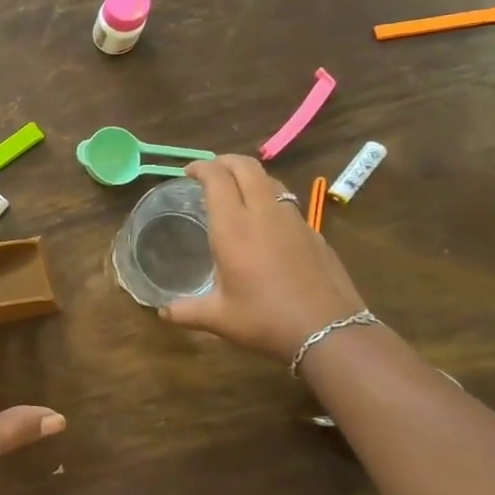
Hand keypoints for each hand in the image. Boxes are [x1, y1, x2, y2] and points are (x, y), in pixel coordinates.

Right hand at [159, 155, 369, 362]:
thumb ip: (185, 311)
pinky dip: (270, 199)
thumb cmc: (266, 320)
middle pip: (247, 167)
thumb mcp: (218, 318)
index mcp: (233, 227)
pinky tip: (266, 223)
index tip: (188, 172)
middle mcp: (263, 214)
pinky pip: (288, 203)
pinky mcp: (315, 234)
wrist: (331, 332)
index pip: (217, 178)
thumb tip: (162, 312)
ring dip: (250, 177)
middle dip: (225, 161)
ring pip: (271, 181)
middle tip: (210, 171)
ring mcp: (294, 221)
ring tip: (237, 191)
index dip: (201, 167)